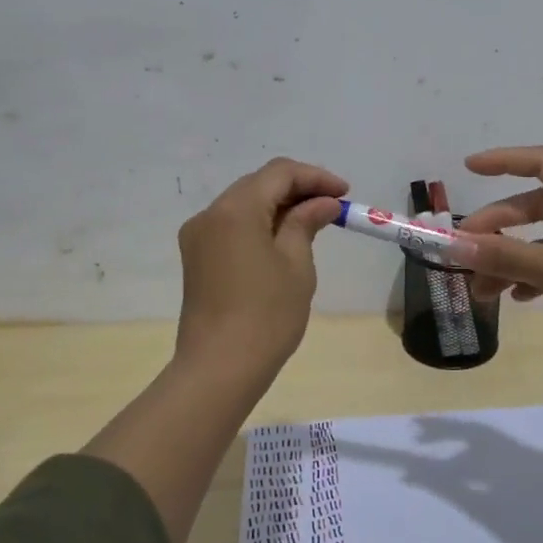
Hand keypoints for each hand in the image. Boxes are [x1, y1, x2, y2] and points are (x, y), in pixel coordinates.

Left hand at [175, 157, 347, 376]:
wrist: (219, 368)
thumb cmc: (266, 315)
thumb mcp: (296, 264)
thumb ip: (307, 222)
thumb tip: (323, 203)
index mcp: (235, 209)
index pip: (279, 173)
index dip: (315, 177)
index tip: (345, 194)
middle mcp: (210, 214)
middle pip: (258, 185)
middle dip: (297, 189)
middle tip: (332, 206)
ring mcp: (198, 237)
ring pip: (244, 204)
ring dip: (278, 206)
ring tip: (313, 222)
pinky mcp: (197, 258)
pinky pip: (232, 226)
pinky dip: (259, 224)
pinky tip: (283, 239)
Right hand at [452, 146, 542, 380]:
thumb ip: (505, 255)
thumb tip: (455, 244)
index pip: (542, 162)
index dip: (503, 161)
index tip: (468, 168)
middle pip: (538, 205)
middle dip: (499, 227)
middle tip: (466, 250)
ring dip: (513, 258)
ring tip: (482, 289)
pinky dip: (536, 275)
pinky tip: (516, 297)